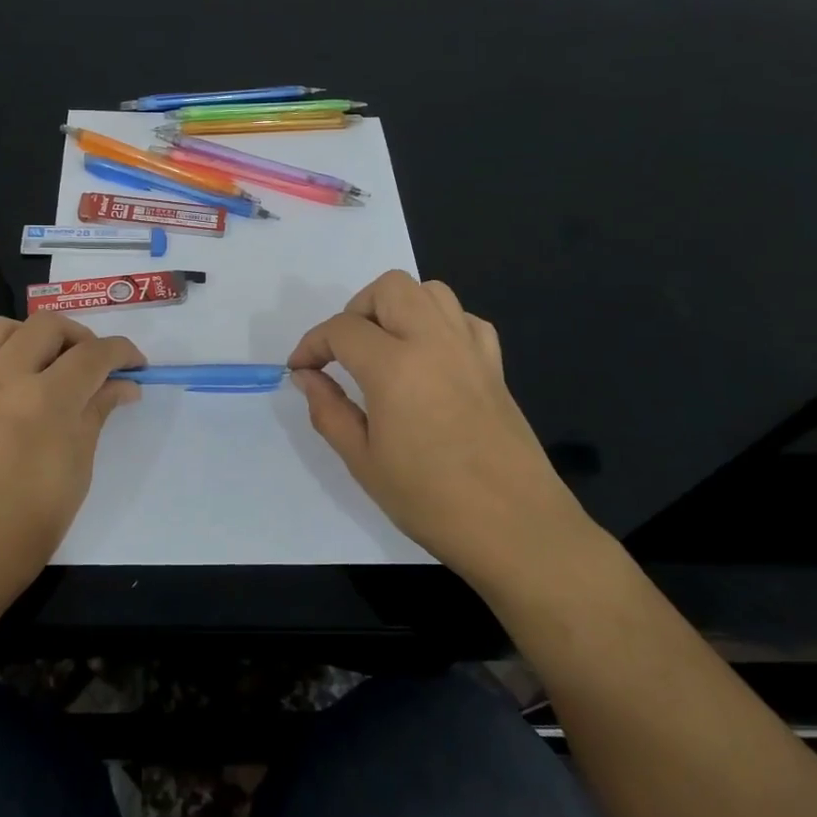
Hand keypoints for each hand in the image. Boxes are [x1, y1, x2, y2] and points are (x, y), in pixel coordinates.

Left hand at [0, 315, 143, 603]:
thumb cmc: (27, 527)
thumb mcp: (77, 470)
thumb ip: (97, 414)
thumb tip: (123, 385)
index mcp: (47, 400)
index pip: (94, 354)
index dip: (122, 352)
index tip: (134, 364)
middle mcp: (2, 378)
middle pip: (48, 325)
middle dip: (79, 337)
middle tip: (89, 364)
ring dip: (28, 337)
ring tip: (38, 363)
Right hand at [288, 270, 588, 583]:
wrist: (514, 528)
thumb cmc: (429, 500)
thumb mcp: (362, 460)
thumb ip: (328, 409)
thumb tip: (306, 376)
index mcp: (394, 366)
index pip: (342, 329)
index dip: (312, 344)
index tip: (301, 369)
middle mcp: (433, 342)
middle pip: (389, 288)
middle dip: (357, 310)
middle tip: (344, 351)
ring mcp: (470, 350)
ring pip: (431, 291)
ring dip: (399, 307)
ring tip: (385, 346)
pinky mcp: (495, 365)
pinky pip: (465, 319)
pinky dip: (440, 324)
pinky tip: (429, 357)